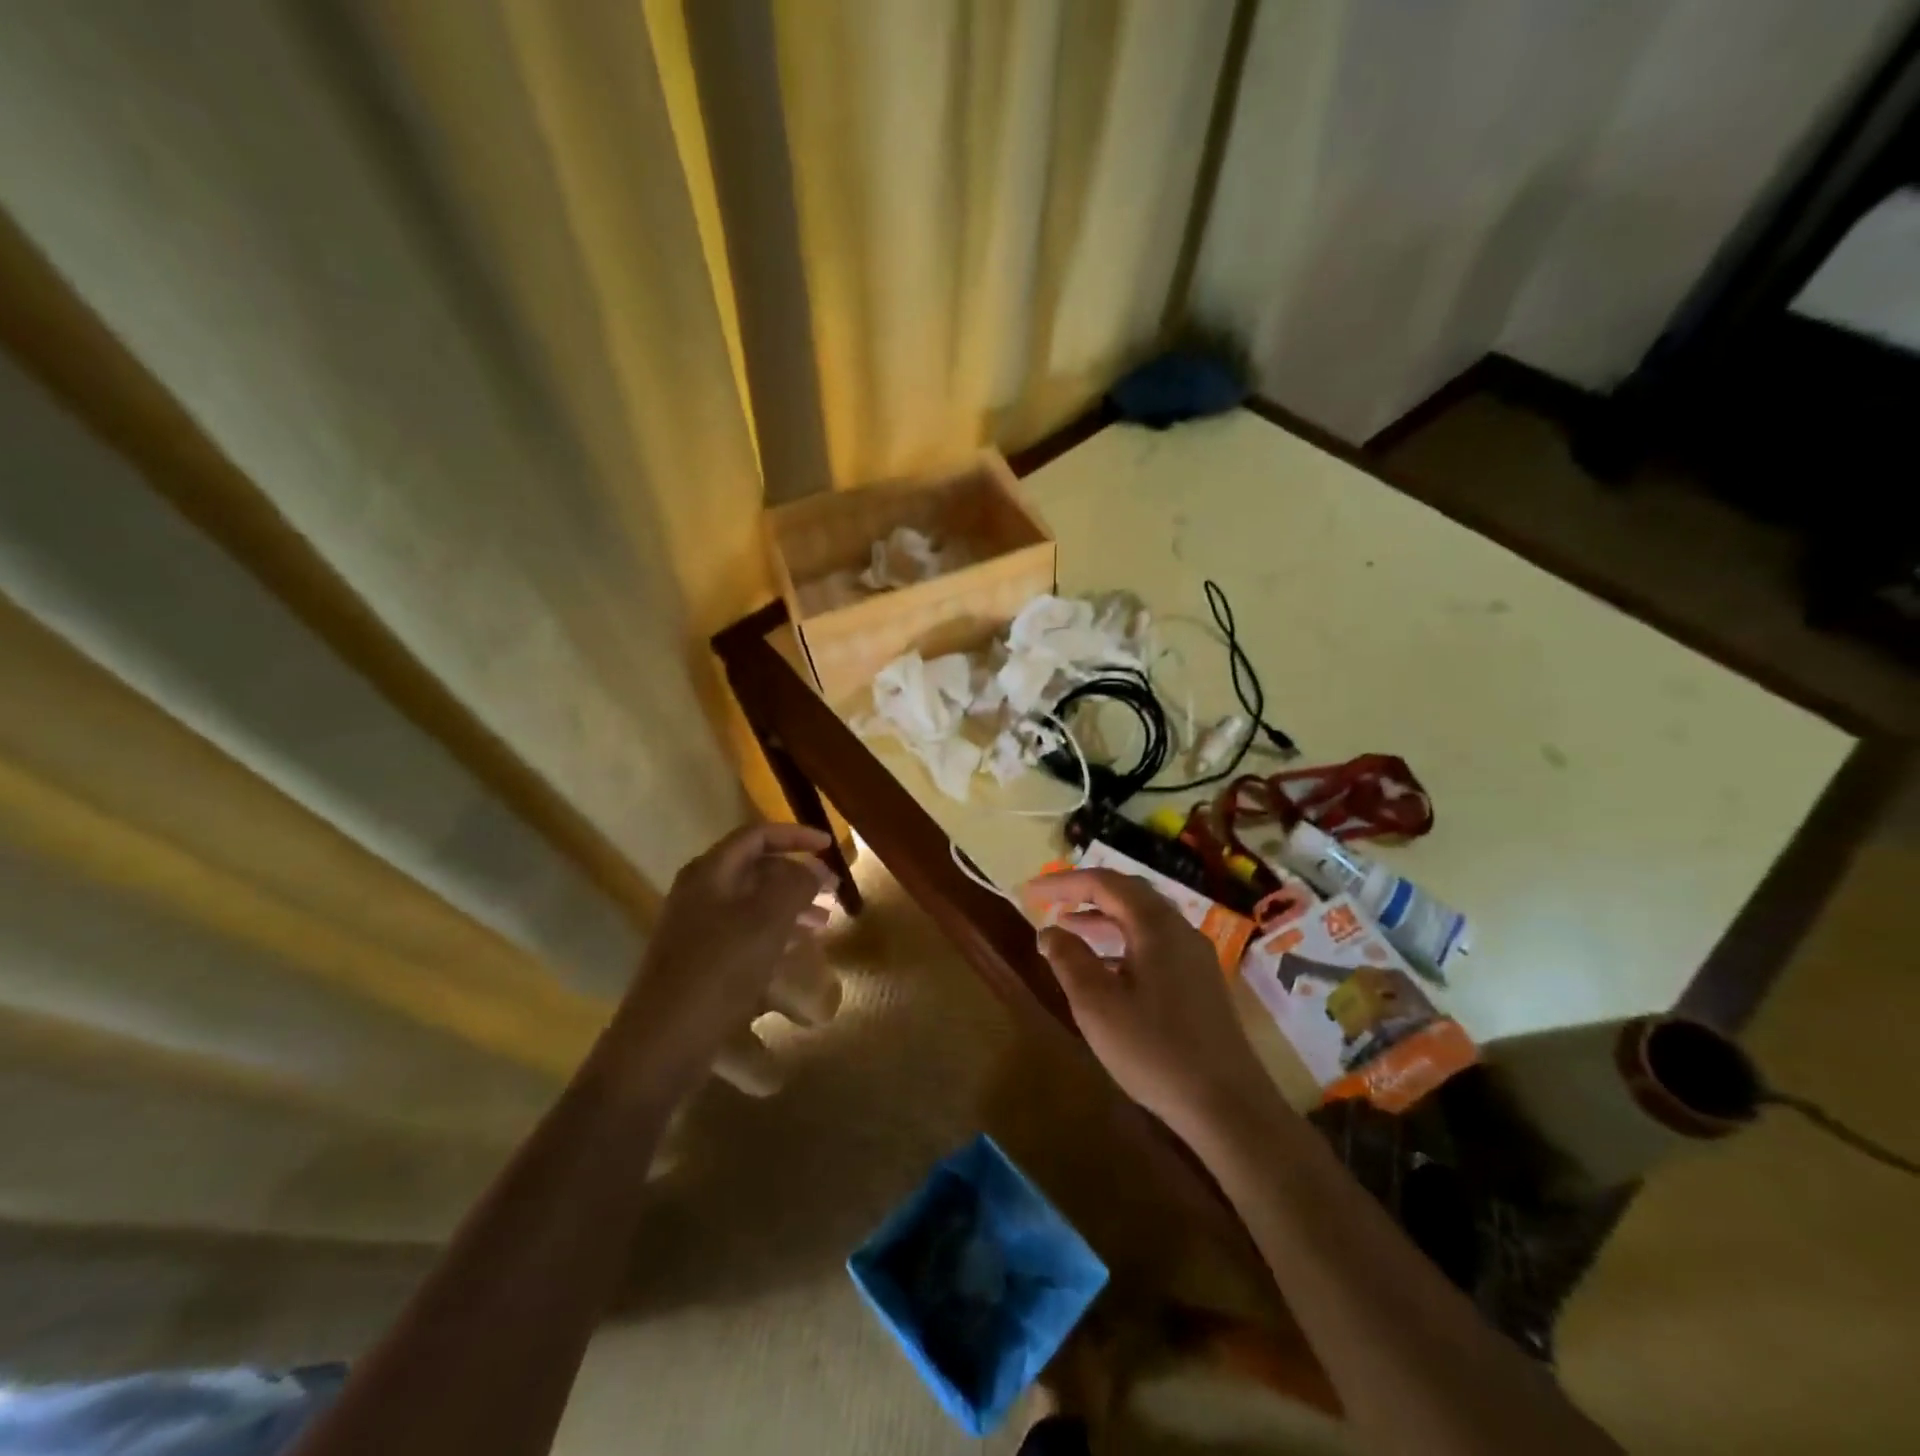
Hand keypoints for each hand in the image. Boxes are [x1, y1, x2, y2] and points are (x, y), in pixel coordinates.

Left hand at [604, 822, 834, 1095]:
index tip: (829, 847)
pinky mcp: (700, 960)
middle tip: (832, 890)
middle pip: (755, 867)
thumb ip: (795, 885)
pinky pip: (744, 932)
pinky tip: (796, 949)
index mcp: (710, 873)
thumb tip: (814, 869)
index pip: (757, 835)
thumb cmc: (719, 971)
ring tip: (823, 922)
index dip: (796, 835)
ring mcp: (697, 928)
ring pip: (752, 902)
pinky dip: (775, 932)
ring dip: (790, 905)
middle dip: (797, 874)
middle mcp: (700, 892)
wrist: (662, 1043)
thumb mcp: (767, 921)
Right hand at [1025, 868, 1270, 1133]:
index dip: (1064, 882)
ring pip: (1143, 919)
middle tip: (1051, 902)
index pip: (1104, 883)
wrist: (1227, 1104)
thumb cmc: (1154, 1049)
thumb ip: (1069, 959)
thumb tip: (1049, 931)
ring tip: (1069, 929)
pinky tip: (1106, 968)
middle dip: (1086, 893)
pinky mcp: (1200, 981)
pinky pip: (1155, 942)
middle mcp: (1180, 929)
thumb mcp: (1096, 1004)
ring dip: (1104, 917)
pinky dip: (1123, 941)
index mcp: (1156, 925)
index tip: (1031, 890)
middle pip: (1128, 893)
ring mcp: (1195, 955)